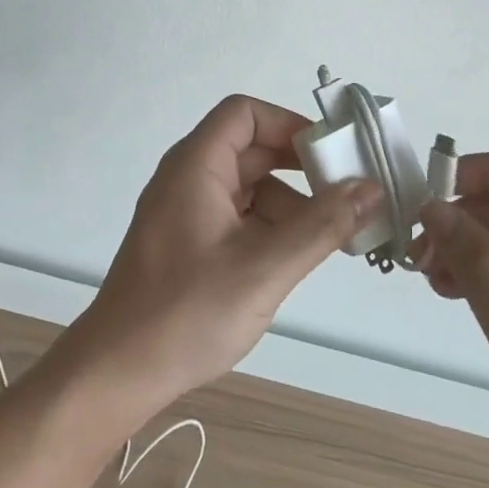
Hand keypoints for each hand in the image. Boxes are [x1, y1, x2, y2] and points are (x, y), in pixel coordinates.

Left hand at [62, 96, 379, 422]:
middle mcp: (189, 177)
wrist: (117, 373)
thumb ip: (321, 226)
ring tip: (332, 237)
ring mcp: (187, 211)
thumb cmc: (187, 312)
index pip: (245, 114)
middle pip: (251, 149)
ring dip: (290, 204)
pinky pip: (238, 216)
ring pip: (249, 187)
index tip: (331, 154)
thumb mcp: (264, 268)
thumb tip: (372, 188)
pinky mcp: (189, 242)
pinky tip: (295, 259)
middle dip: (299, 169)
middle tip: (347, 194)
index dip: (289, 124)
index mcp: (196, 165)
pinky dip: (270, 228)